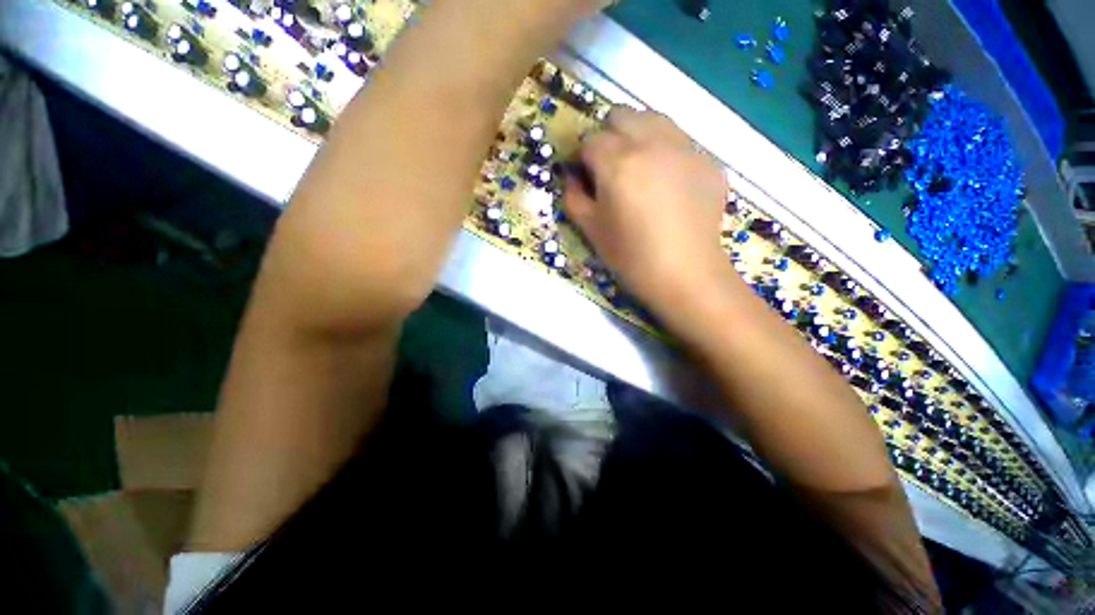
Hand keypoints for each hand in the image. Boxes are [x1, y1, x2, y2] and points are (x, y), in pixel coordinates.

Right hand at [563, 107, 731, 322]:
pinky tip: (668, 184)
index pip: (590, 139)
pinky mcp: (709, 161)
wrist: (686, 275)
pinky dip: (666, 152)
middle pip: (621, 115)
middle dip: (608, 136)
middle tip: (610, 169)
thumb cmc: (631, 257)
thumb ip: (573, 197)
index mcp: (617, 163)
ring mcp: (686, 148)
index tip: (585, 177)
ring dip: (638, 135)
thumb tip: (571, 176)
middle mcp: (652, 143)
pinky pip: (680, 141)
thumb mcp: (591, 231)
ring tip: (639, 168)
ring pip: (654, 119)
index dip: (582, 157)